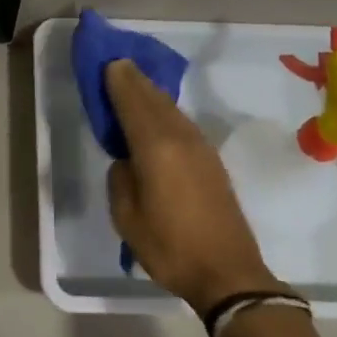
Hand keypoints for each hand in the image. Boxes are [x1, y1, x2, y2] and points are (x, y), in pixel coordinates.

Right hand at [103, 59, 288, 316]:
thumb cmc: (170, 247)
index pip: (133, 103)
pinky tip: (159, 116)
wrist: (228, 273)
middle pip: (154, 100)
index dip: (119, 82)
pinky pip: (182, 124)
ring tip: (135, 83)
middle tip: (118, 64)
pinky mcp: (211, 162)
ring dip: (152, 94)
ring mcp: (201, 149)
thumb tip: (127, 161)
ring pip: (172, 110)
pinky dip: (166, 112)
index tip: (108, 62)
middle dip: (135, 81)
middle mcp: (180, 138)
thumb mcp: (127, 218)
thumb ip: (120, 179)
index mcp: (156, 148)